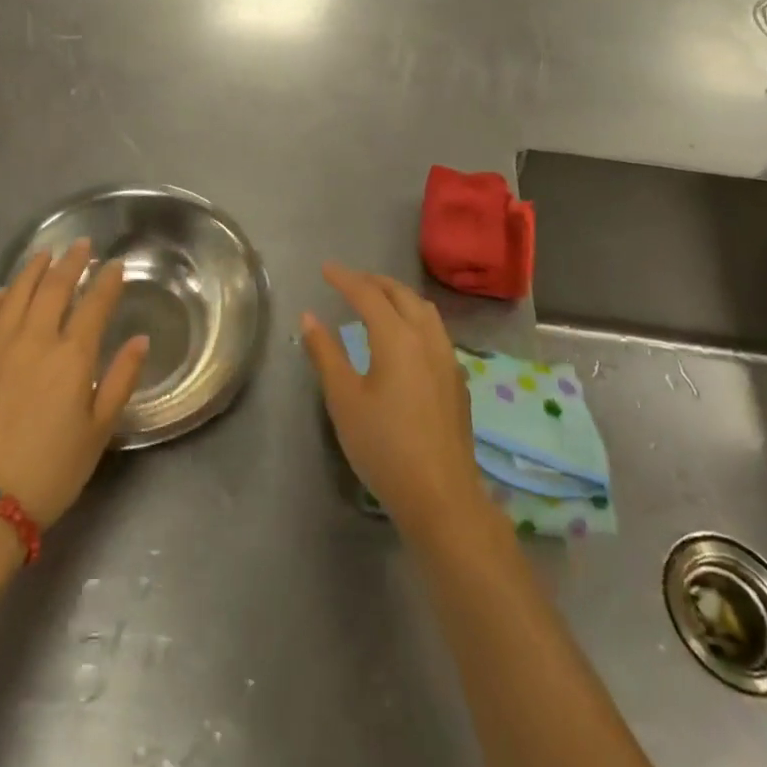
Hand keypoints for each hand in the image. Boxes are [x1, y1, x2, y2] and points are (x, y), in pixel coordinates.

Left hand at [0, 240, 147, 526]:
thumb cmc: (53, 468)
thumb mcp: (100, 429)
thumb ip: (121, 379)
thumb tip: (141, 339)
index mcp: (72, 355)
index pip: (95, 304)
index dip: (108, 281)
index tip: (116, 265)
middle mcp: (35, 339)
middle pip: (54, 287)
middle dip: (72, 262)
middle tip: (82, 245)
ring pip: (18, 293)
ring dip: (34, 268)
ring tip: (46, 253)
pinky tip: (5, 289)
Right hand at [301, 264, 490, 540]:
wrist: (441, 497)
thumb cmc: (384, 446)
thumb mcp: (344, 399)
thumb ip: (325, 353)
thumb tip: (309, 317)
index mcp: (398, 337)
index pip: (368, 294)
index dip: (345, 278)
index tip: (325, 269)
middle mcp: (427, 339)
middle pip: (402, 295)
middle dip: (375, 282)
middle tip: (350, 280)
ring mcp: (447, 359)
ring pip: (425, 311)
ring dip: (399, 296)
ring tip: (378, 300)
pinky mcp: (457, 381)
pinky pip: (435, 331)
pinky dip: (415, 318)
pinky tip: (405, 337)